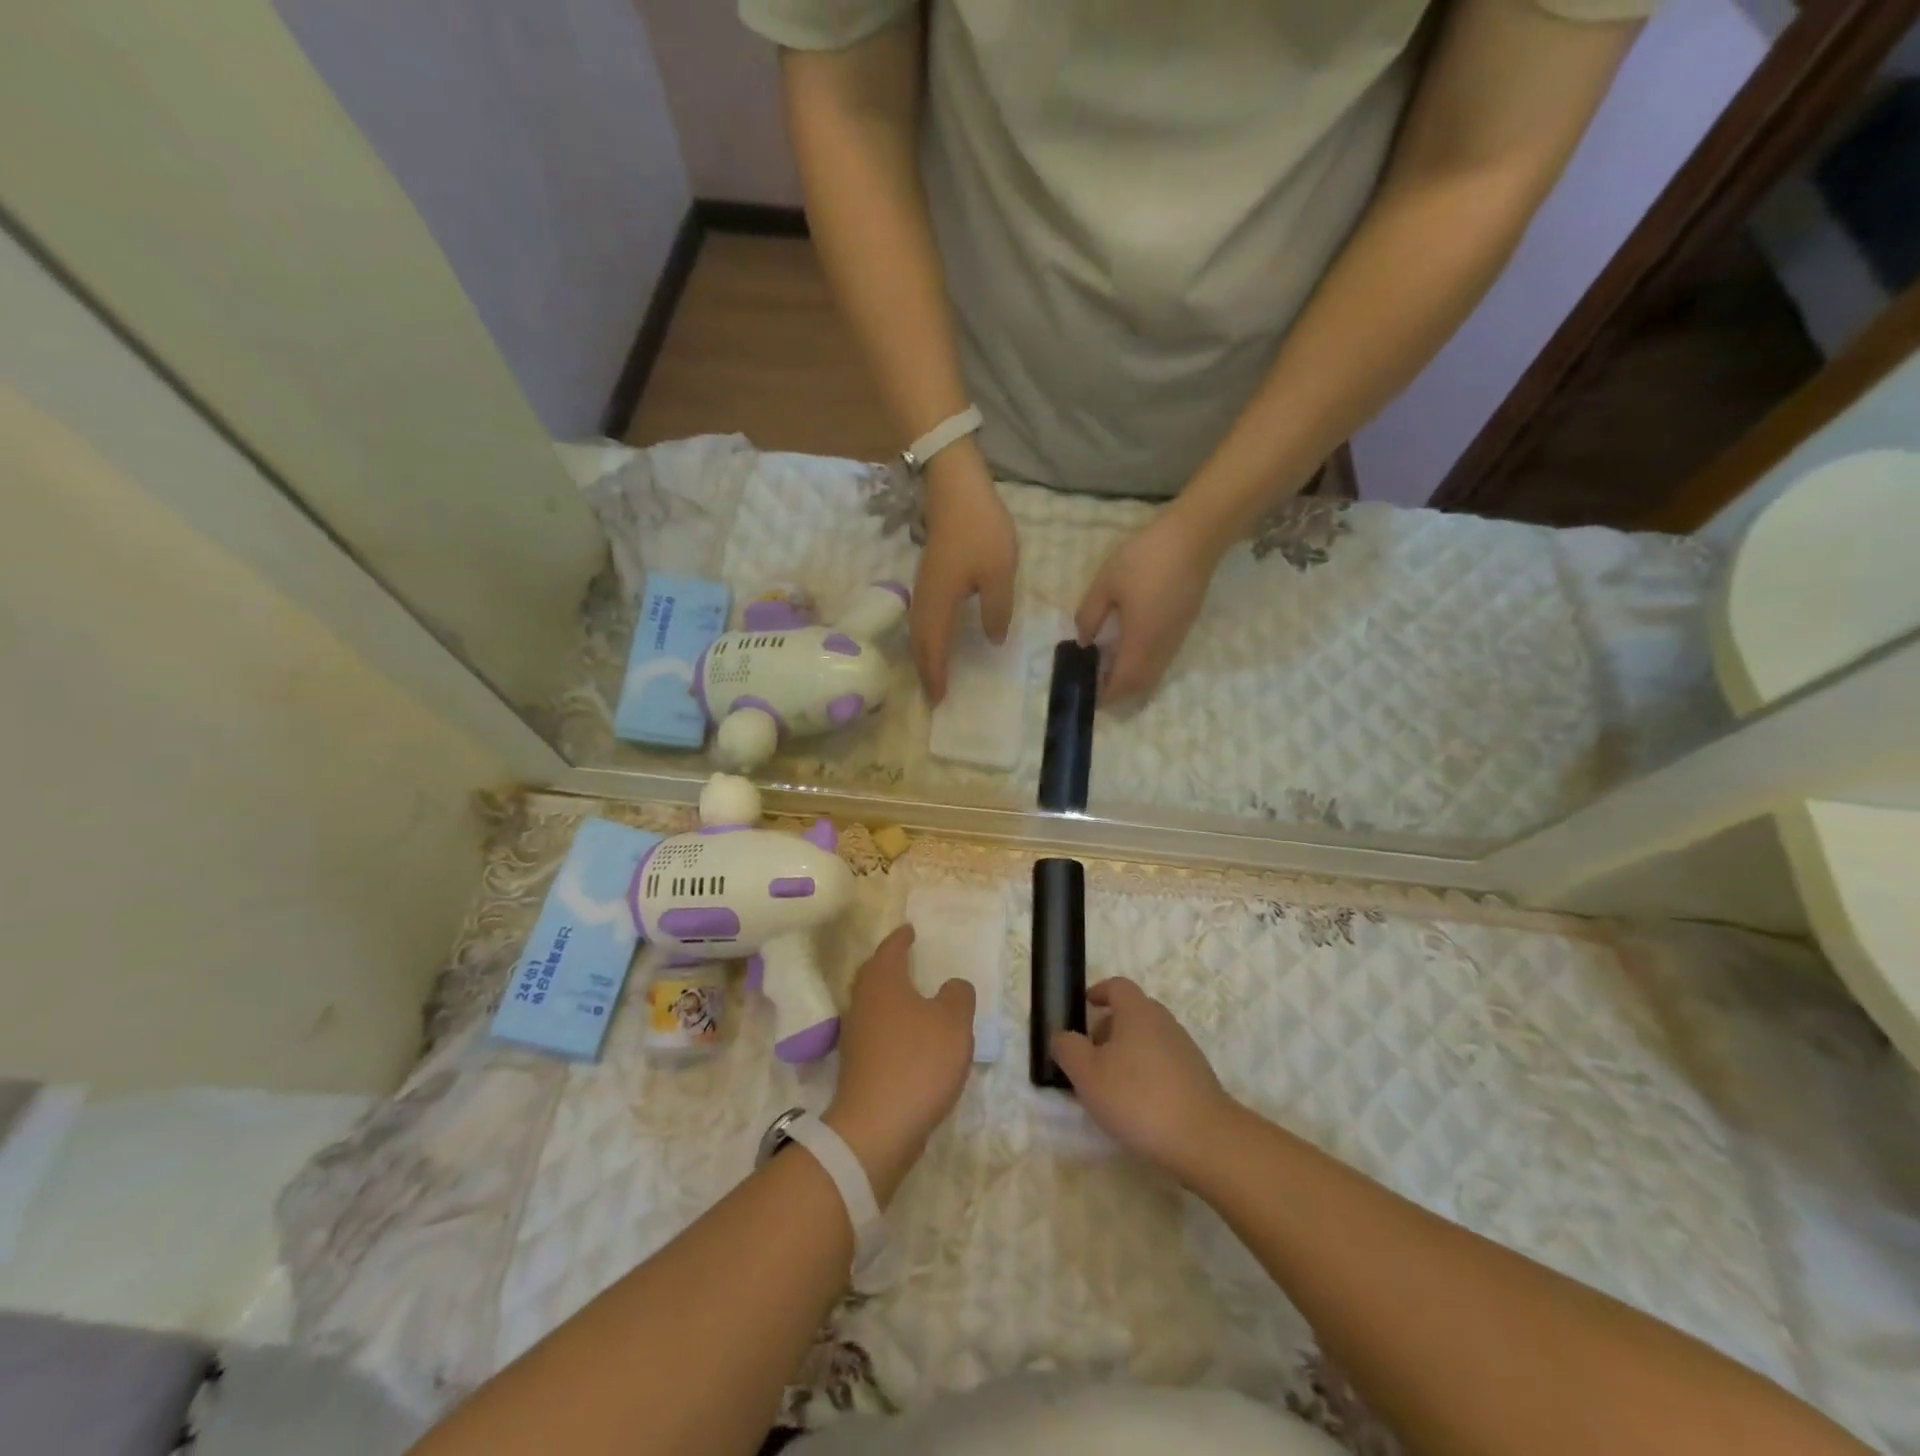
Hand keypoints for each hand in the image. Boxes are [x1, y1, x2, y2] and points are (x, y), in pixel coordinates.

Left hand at [825, 925, 975, 1201]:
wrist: (877, 1127)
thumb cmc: (918, 1062)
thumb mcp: (954, 1022)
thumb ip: (958, 996)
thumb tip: (952, 987)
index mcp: (883, 982)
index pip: (890, 949)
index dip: (901, 938)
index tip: (910, 930)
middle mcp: (863, 1002)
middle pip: (873, 974)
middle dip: (889, 964)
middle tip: (907, 959)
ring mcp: (856, 1036)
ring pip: (873, 1004)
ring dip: (890, 997)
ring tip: (914, 998)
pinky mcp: (857, 1066)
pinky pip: (876, 1032)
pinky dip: (891, 1026)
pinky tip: (910, 1040)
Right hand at [911, 444, 1017, 702]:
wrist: (955, 486)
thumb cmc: (980, 529)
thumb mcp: (999, 573)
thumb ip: (997, 610)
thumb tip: (992, 640)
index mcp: (939, 604)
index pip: (934, 649)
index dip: (936, 675)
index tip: (939, 700)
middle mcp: (924, 600)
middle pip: (919, 644)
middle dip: (925, 671)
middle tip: (934, 694)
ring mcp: (923, 586)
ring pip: (918, 631)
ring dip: (924, 655)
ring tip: (934, 673)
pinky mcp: (928, 575)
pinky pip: (923, 617)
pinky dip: (927, 637)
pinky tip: (938, 637)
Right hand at [1049, 978, 1236, 1185]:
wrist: (1205, 1139)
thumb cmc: (1138, 1098)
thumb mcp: (1088, 1074)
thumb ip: (1068, 1049)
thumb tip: (1061, 1036)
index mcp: (1137, 1012)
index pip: (1117, 986)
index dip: (1099, 992)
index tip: (1085, 1006)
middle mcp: (1164, 1022)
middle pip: (1133, 1013)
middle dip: (1108, 1029)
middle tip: (1090, 1056)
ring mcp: (1185, 1049)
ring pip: (1148, 1039)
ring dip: (1127, 1053)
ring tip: (1110, 1087)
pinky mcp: (1197, 1077)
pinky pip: (1163, 1062)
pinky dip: (1146, 1072)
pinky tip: (1138, 1105)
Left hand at [1073, 509, 1219, 701]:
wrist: (1195, 537)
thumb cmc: (1146, 558)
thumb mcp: (1106, 583)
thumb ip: (1089, 615)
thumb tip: (1083, 641)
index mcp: (1140, 643)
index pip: (1123, 684)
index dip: (1105, 695)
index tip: (1086, 694)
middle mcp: (1161, 649)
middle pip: (1140, 685)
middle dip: (1117, 692)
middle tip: (1093, 683)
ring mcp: (1176, 639)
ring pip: (1153, 674)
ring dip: (1131, 679)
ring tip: (1106, 667)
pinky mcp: (1184, 627)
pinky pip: (1161, 659)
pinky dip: (1142, 665)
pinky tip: (1127, 648)